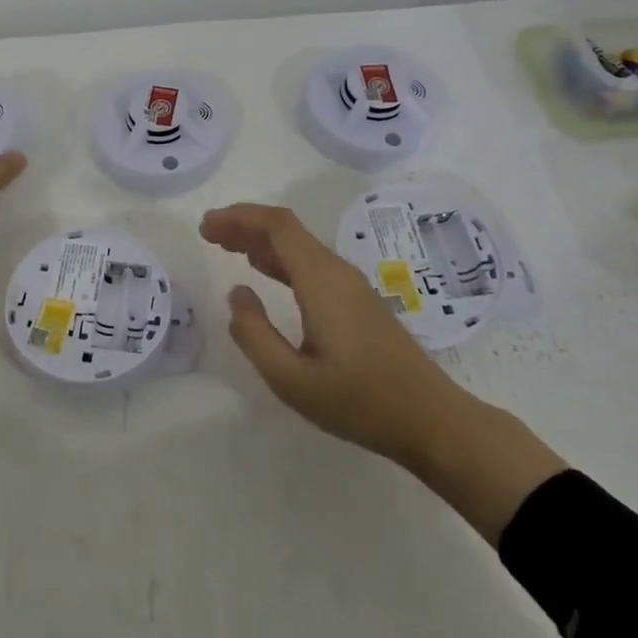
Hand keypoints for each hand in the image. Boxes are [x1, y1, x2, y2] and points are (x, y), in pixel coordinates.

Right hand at [199, 202, 458, 466]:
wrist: (431, 420)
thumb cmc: (360, 402)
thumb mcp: (292, 380)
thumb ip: (255, 334)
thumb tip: (236, 293)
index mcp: (321, 281)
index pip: (278, 226)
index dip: (239, 217)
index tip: (207, 226)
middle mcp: (337, 272)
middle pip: (287, 230)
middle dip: (245, 224)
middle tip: (208, 233)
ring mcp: (351, 286)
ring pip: (299, 247)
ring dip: (261, 241)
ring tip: (226, 247)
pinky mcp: (357, 302)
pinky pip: (311, 265)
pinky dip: (280, 259)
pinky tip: (264, 271)